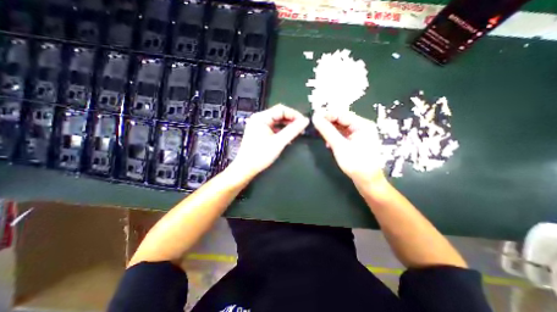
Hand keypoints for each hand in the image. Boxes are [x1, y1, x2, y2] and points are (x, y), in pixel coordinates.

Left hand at [230, 104, 308, 178]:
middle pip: (279, 114)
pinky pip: (273, 127)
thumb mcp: (279, 142)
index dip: (294, 114)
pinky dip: (281, 130)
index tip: (304, 122)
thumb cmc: (261, 155)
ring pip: (276, 121)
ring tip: (297, 132)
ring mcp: (258, 125)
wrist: (246, 168)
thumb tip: (306, 120)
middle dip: (291, 120)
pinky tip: (288, 136)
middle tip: (302, 127)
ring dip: (287, 125)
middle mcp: (259, 118)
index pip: (281, 109)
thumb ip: (293, 130)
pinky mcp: (259, 132)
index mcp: (261, 117)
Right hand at [313, 109, 388, 186]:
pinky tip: (328, 142)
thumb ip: (327, 131)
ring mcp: (360, 135)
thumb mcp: (339, 145)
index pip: (342, 114)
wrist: (367, 181)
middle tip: (315, 125)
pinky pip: (343, 135)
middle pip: (342, 120)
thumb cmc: (355, 162)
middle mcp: (362, 127)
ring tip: (320, 134)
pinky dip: (335, 137)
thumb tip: (315, 117)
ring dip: (330, 130)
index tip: (314, 117)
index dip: (327, 115)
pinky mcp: (356, 142)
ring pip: (342, 128)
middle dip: (328, 123)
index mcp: (362, 124)